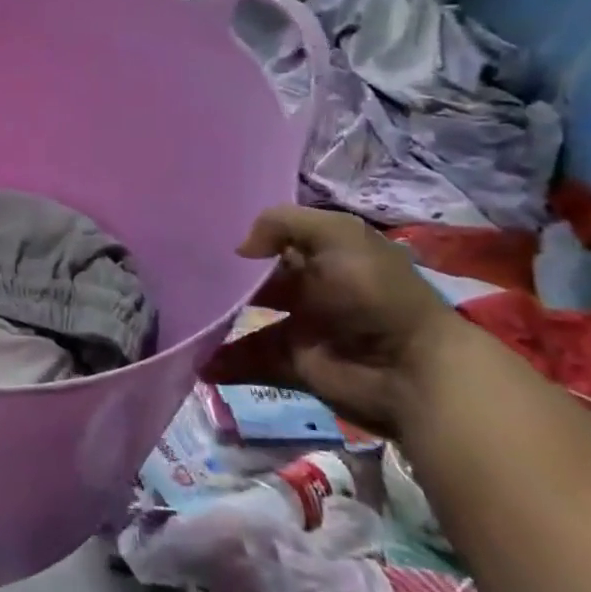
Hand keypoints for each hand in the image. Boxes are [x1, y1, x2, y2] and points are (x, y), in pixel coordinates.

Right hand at [203, 205, 462, 437]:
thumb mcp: (336, 234)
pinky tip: (197, 361)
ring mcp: (300, 328)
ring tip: (181, 320)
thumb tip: (241, 249)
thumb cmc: (373, 292)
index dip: (241, 238)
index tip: (198, 238)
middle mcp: (308, 288)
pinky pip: (251, 361)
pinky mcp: (295, 364)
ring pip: (245, 321)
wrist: (411, 368)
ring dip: (215, 323)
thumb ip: (282, 223)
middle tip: (180, 279)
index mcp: (322, 254)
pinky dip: (224, 363)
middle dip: (220, 281)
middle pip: (253, 281)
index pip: (273, 240)